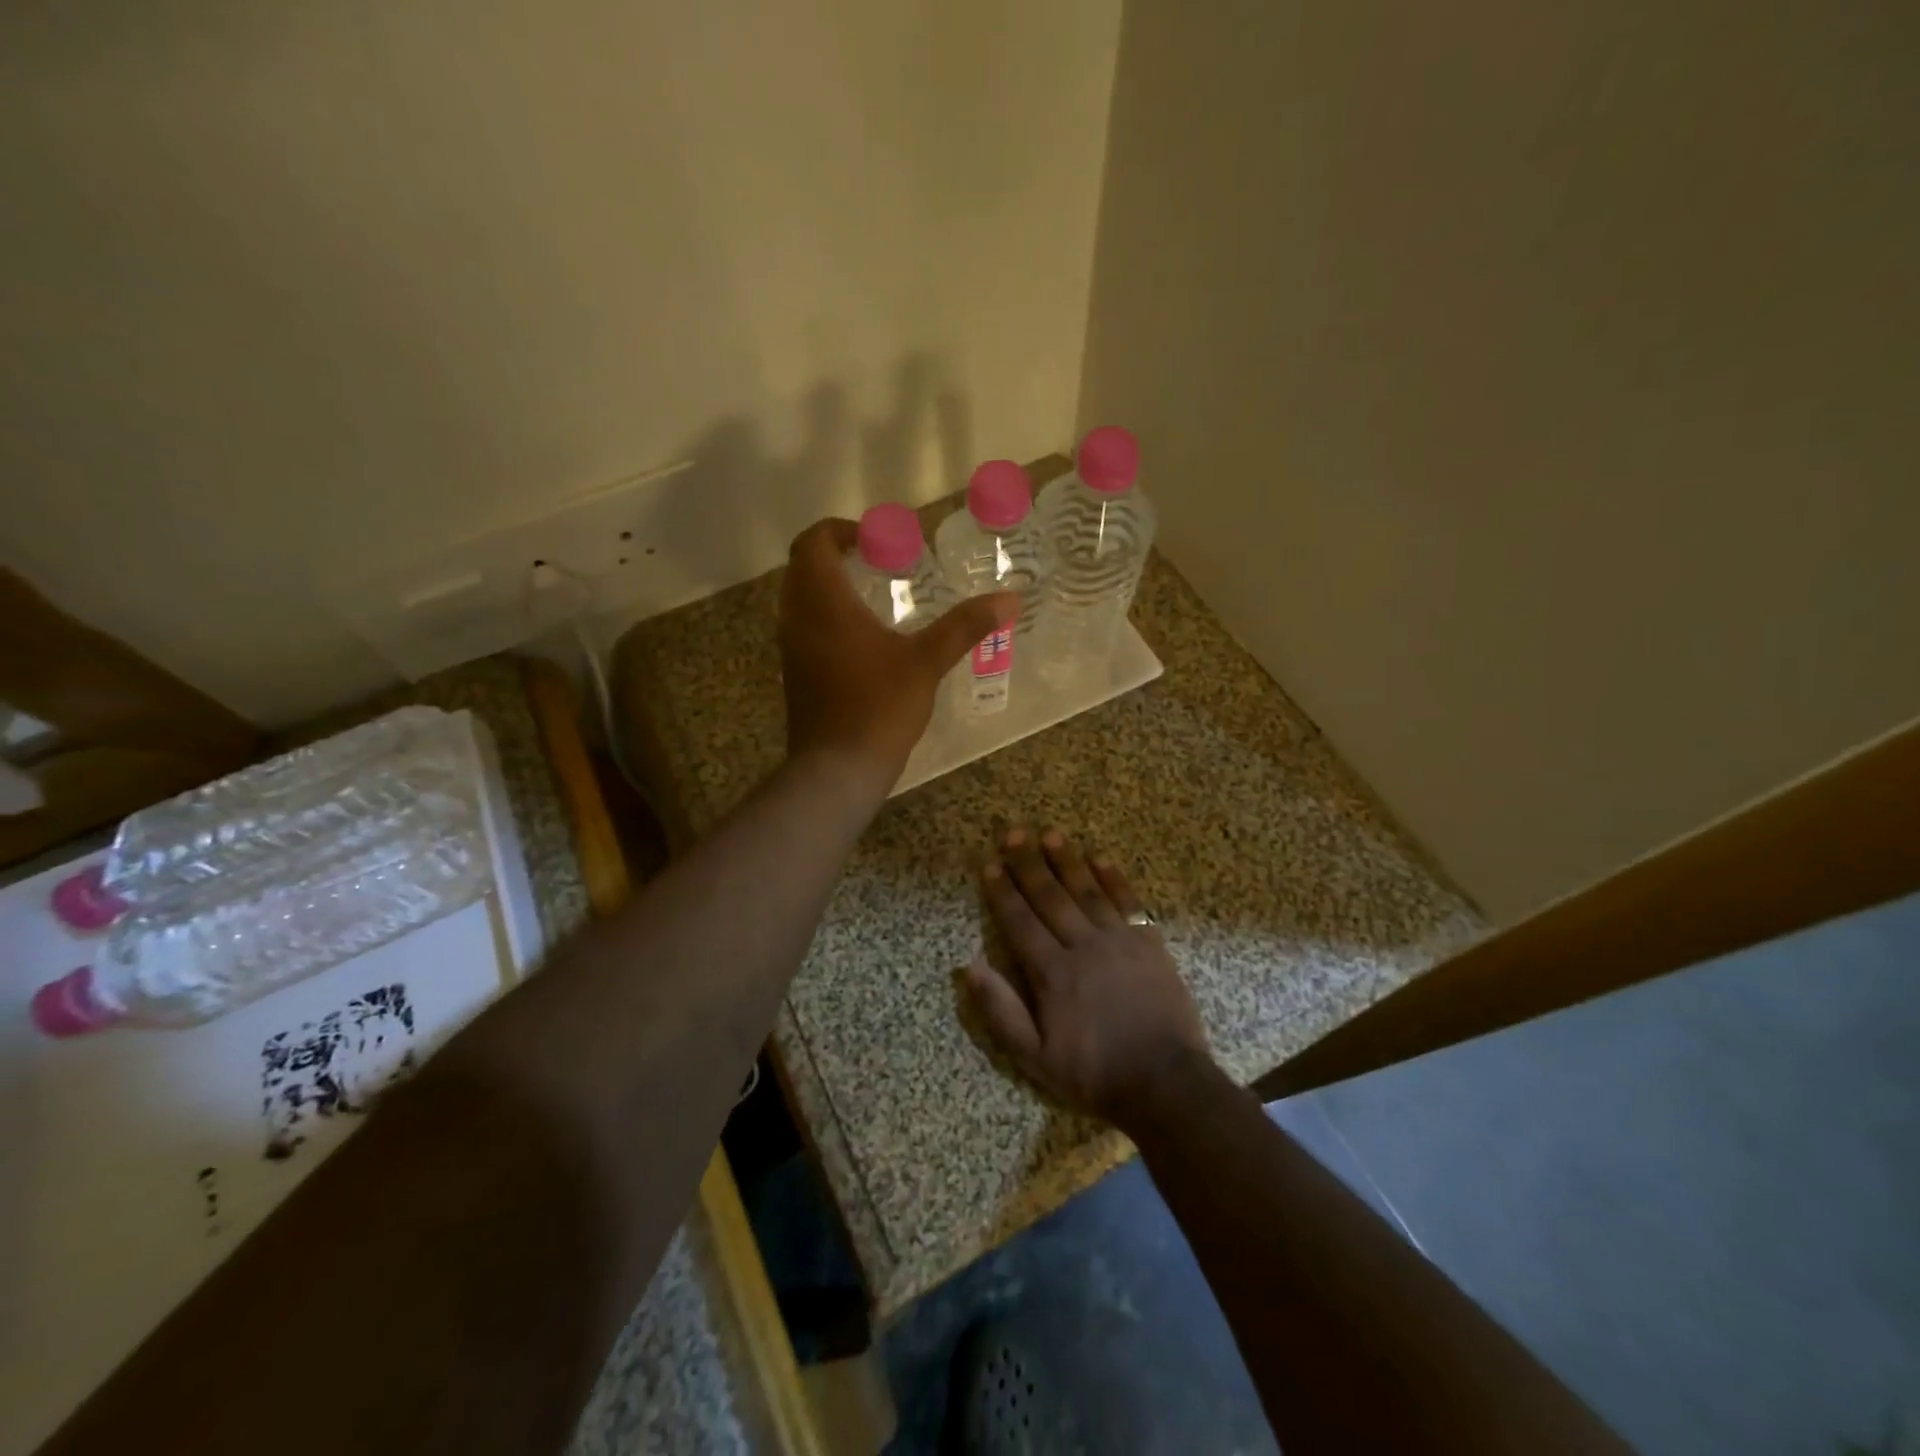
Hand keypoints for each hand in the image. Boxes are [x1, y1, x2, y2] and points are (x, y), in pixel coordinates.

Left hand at [780, 518, 1016, 787]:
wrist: (837, 769)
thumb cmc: (879, 707)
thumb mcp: (927, 662)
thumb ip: (965, 626)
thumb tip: (1010, 599)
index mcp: (824, 603)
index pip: (813, 543)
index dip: (840, 530)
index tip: (875, 539)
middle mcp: (798, 619)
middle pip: (802, 567)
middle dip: (835, 555)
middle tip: (878, 562)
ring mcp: (791, 650)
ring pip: (799, 600)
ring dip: (829, 588)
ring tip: (873, 596)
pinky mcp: (795, 675)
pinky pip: (804, 629)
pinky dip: (826, 618)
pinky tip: (863, 641)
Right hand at [965, 826, 1210, 1128]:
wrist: (1165, 1082)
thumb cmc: (1094, 1072)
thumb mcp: (1036, 1057)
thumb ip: (1002, 1011)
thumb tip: (969, 967)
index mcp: (1052, 973)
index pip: (1020, 922)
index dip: (1003, 892)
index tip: (990, 865)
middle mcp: (1083, 946)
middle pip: (1050, 897)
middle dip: (1029, 864)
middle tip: (1015, 834)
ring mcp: (1119, 941)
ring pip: (1087, 892)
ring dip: (1068, 861)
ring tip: (1051, 834)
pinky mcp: (1149, 944)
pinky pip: (1128, 903)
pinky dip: (1114, 879)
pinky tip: (1102, 859)